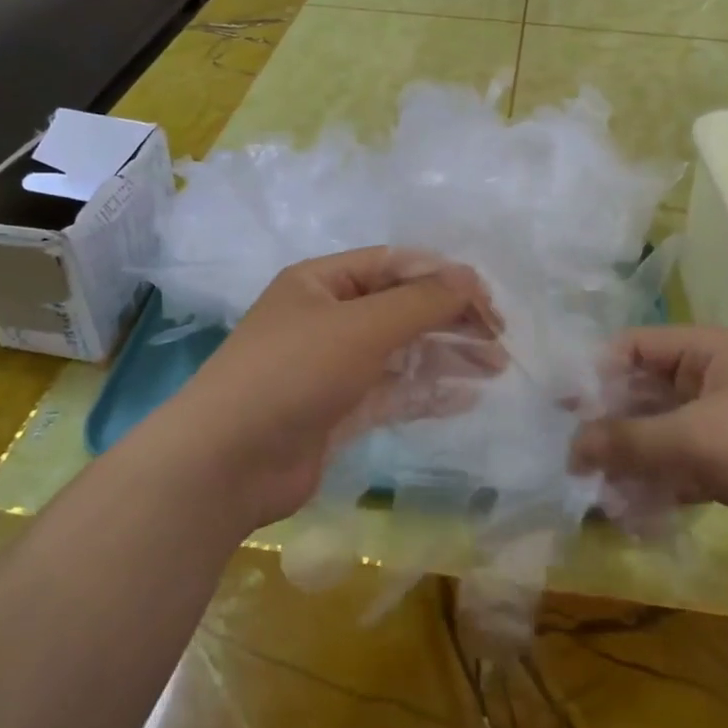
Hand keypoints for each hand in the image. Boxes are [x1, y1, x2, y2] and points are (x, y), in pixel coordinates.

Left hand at [165, 248, 500, 530]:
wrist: (228, 462)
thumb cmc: (294, 373)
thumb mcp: (362, 326)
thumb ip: (422, 301)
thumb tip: (472, 278)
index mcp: (322, 282)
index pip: (395, 265)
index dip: (443, 277)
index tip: (487, 300)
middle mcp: (327, 318)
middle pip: (402, 308)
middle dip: (451, 319)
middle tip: (499, 338)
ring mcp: (333, 367)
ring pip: (402, 352)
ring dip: (447, 356)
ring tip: (496, 366)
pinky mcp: (339, 410)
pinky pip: (393, 392)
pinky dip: (427, 392)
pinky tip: (466, 398)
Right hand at [570, 326, 727, 572]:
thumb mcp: (696, 436)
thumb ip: (628, 440)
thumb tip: (571, 448)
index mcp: (709, 353)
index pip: (636, 347)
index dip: (597, 372)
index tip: (562, 407)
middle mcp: (714, 382)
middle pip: (644, 394)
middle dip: (609, 425)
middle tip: (572, 456)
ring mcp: (725, 427)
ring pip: (660, 437)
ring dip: (629, 462)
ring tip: (596, 491)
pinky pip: (681, 470)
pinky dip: (656, 487)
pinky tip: (630, 512)